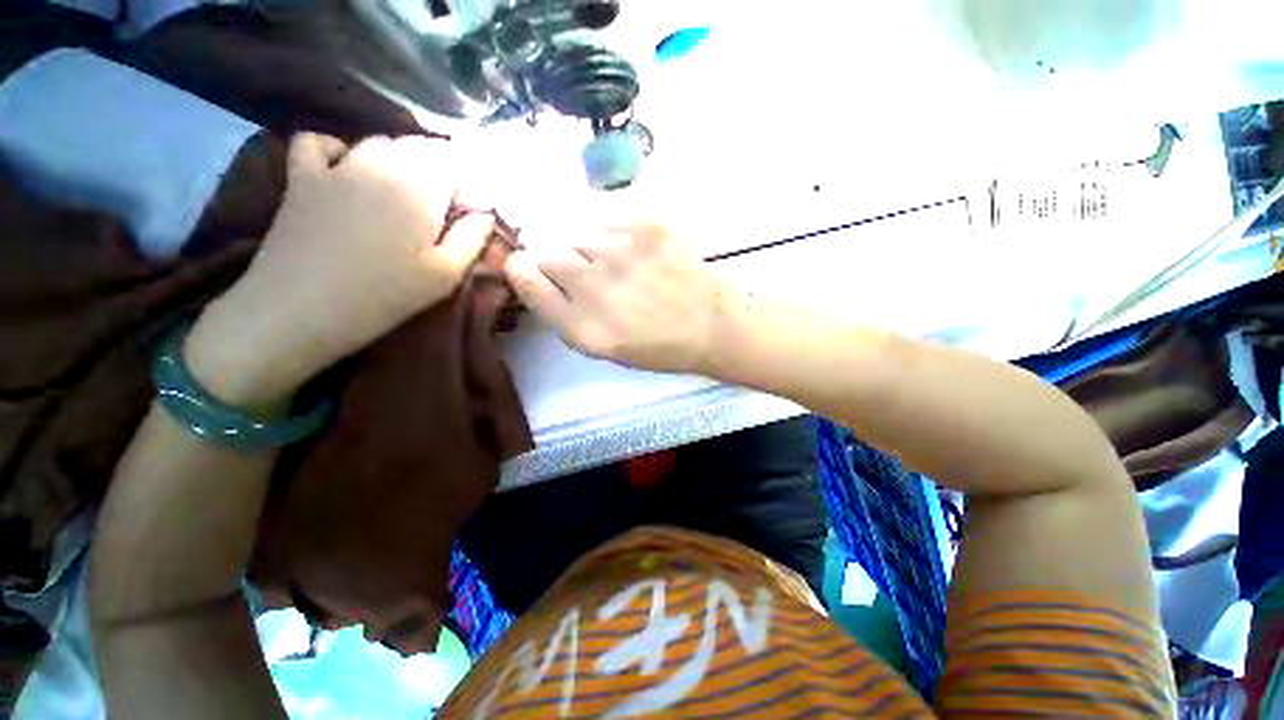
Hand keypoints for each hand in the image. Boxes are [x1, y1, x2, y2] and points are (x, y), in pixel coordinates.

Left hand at [186, 133, 493, 406]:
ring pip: (378, 142)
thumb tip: (486, 212)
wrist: (300, 309)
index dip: (467, 183)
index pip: (454, 162)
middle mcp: (381, 165)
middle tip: (442, 206)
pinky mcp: (302, 177)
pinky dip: (336, 148)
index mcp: (420, 191)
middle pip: (419, 147)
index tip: (469, 212)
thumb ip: (472, 239)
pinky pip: (317, 141)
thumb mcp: (445, 276)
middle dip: (439, 169)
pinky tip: (345, 169)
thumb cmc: (384, 296)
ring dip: (399, 160)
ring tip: (403, 192)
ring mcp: (337, 167)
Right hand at [504, 221, 743, 374]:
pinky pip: (613, 222)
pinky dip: (620, 236)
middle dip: (561, 262)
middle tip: (589, 275)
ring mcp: (623, 254)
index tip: (526, 265)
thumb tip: (537, 277)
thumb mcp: (606, 349)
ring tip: (624, 268)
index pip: (528, 281)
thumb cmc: (659, 347)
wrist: (711, 326)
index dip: (523, 270)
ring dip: (594, 251)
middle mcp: (596, 289)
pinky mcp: (649, 229)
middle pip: (550, 253)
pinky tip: (641, 254)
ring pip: (583, 237)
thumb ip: (567, 317)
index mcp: (584, 328)